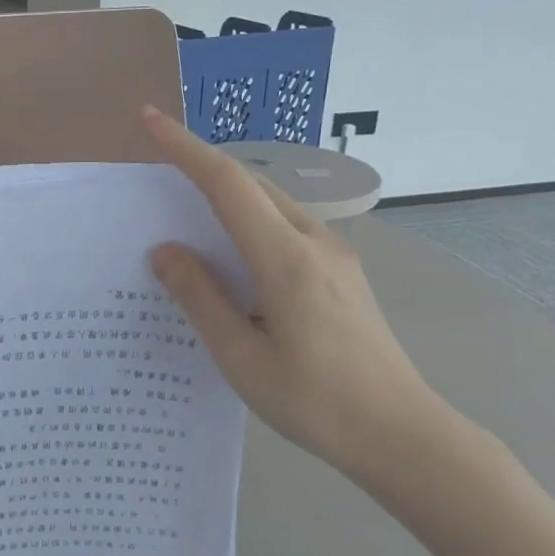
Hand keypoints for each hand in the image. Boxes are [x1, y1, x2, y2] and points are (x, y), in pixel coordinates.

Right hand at [140, 107, 456, 482]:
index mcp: (286, 259)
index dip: (184, 147)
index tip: (149, 119)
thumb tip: (165, 251)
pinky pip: (286, 227)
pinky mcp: (343, 272)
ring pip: (271, 203)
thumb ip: (201, 298)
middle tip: (156, 172)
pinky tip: (233, 256)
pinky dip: (249, 221)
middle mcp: (315, 242)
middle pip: (251, 184)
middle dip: (201, 165)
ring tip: (187, 214)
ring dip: (227, 194)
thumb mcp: (242, 358)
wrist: (405, 436)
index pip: (227, 183)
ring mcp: (335, 255)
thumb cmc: (317, 403)